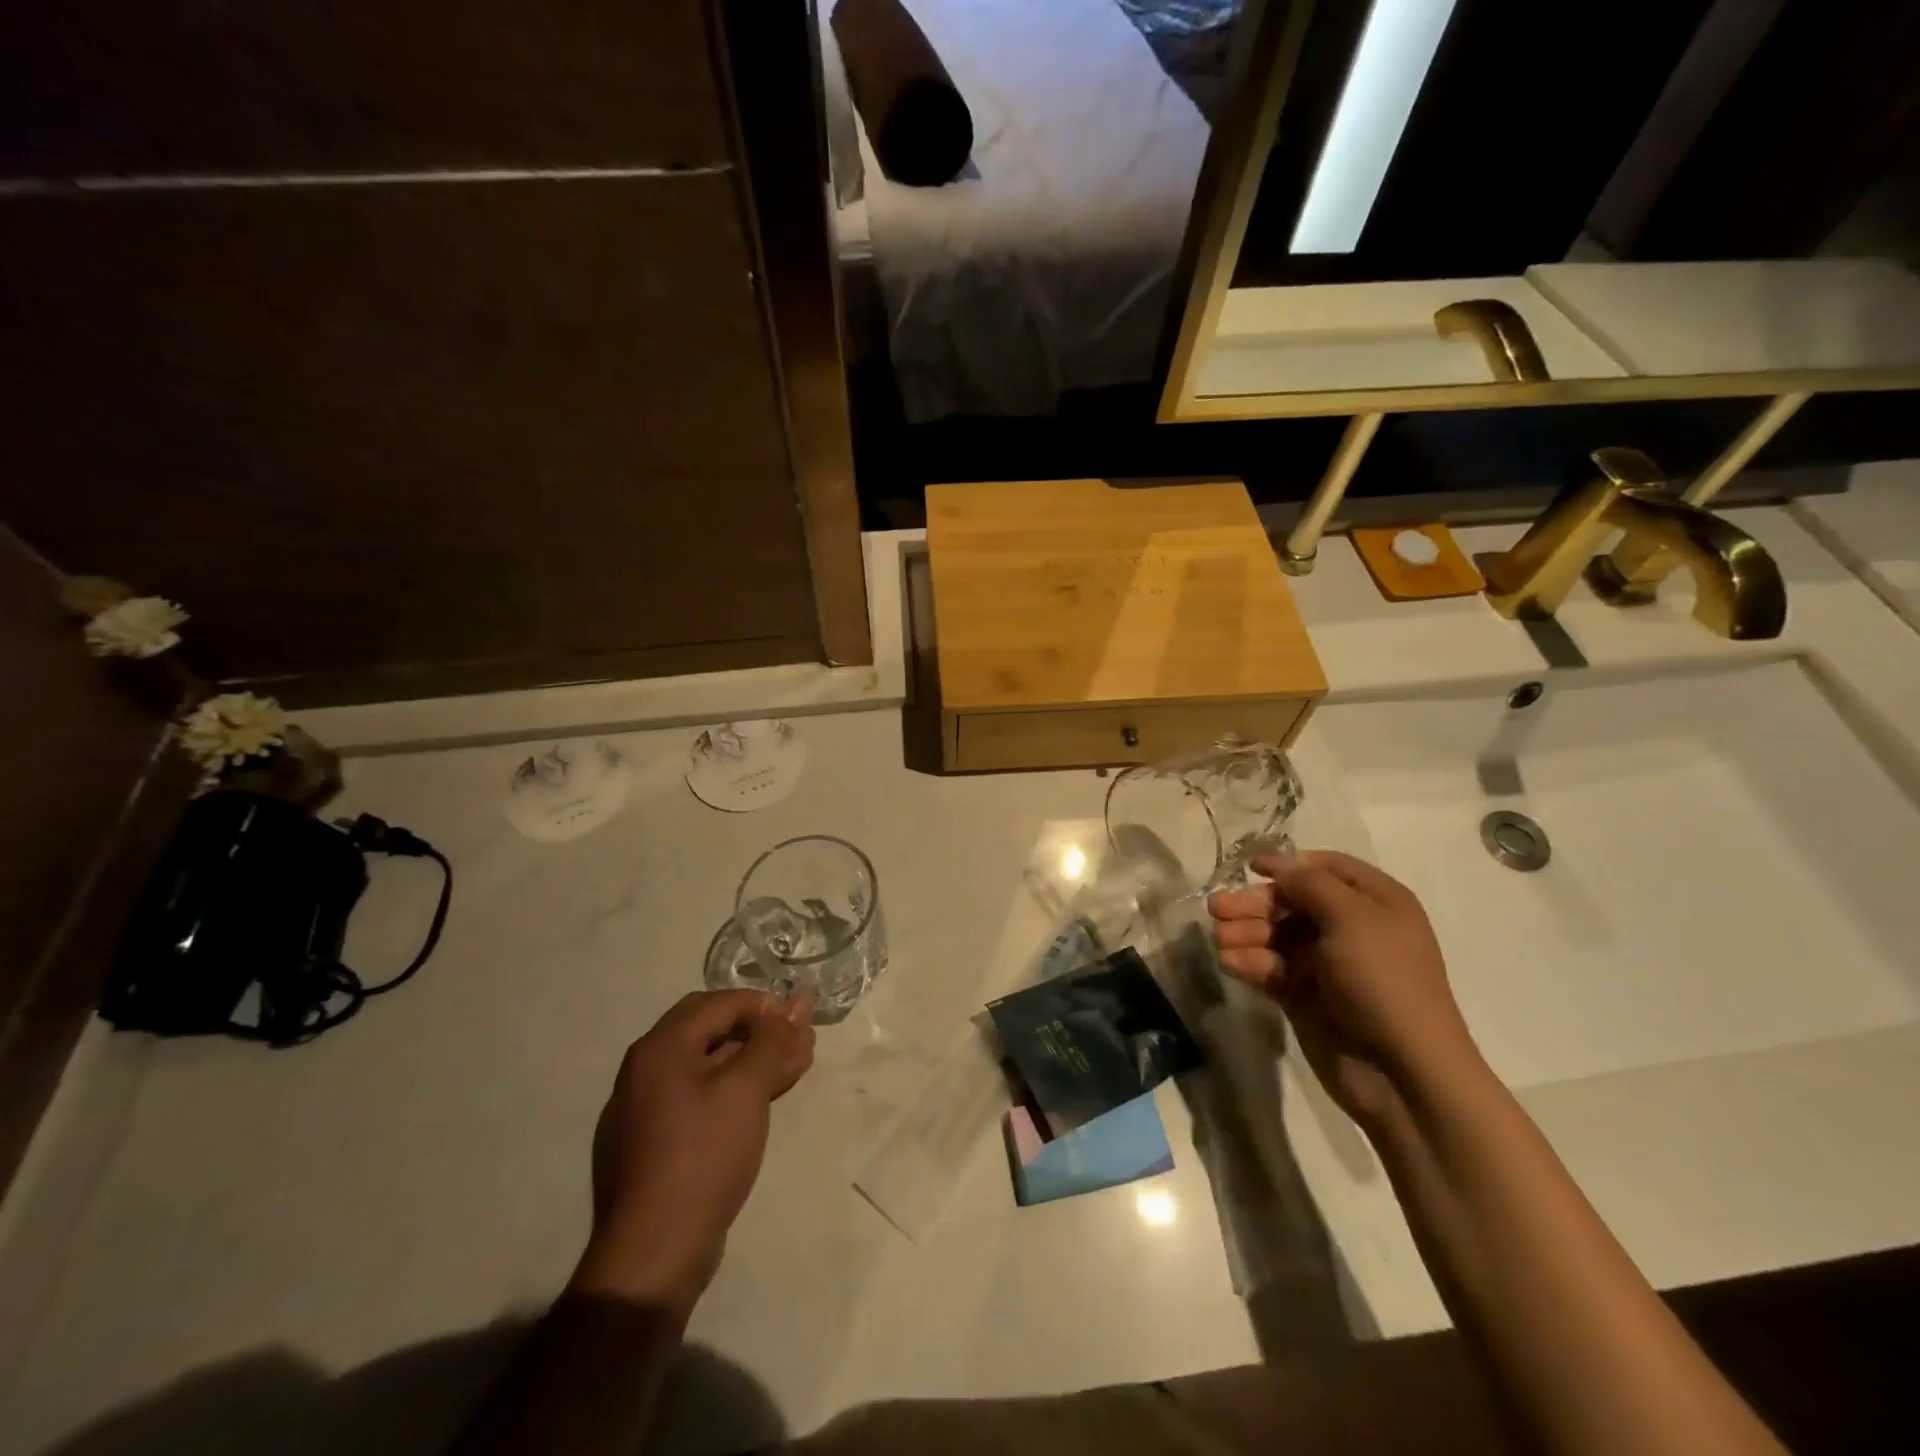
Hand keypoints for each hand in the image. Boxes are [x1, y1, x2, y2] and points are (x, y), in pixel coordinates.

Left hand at [572, 990, 814, 1315]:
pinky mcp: (658, 1141)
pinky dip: (737, 1087)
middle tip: (801, 1038)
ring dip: (755, 1059)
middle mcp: (647, 1069)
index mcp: (660, 1048)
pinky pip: (702, 1096)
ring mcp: (648, 1108)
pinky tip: (767, 1095)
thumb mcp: (745, 1089)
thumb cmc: (702, 1155)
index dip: (763, 1005)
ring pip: (711, 1065)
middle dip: (762, 1030)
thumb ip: (772, 1041)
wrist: (654, 1253)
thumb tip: (795, 1005)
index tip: (799, 1019)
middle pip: (713, 1030)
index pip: (718, 1003)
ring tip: (798, 1063)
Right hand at [1208, 850, 1481, 1125]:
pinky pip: (1272, 969)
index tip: (1250, 867)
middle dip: (1255, 903)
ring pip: (1277, 936)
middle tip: (1216, 908)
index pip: (1328, 869)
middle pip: (1293, 902)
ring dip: (1246, 933)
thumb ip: (1310, 884)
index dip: (1290, 864)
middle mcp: (1352, 928)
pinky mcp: (1307, 996)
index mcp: (1376, 903)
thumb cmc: (1383, 980)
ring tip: (1219, 938)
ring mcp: (1328, 964)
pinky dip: (1250, 962)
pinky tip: (1229, 962)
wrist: (1402, 1070)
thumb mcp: (1351, 918)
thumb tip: (1280, 865)